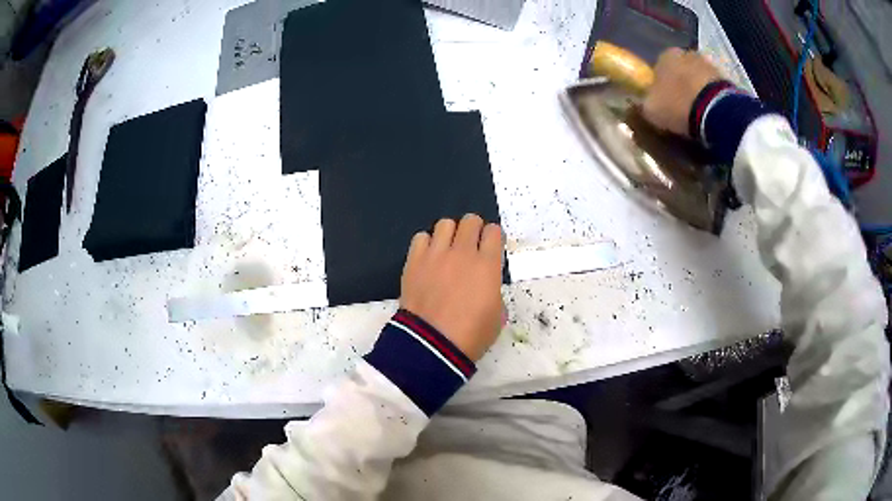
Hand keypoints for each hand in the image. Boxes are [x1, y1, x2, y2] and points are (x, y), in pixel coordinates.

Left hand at [400, 214, 503, 361]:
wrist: (432, 344)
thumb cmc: (471, 335)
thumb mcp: (497, 317)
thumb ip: (494, 294)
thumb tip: (487, 289)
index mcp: (488, 266)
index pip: (494, 232)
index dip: (494, 236)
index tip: (491, 246)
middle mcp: (463, 253)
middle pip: (470, 221)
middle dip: (474, 229)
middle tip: (471, 245)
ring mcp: (436, 255)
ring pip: (445, 224)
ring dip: (450, 233)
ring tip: (448, 248)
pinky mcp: (414, 261)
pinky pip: (421, 237)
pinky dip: (427, 244)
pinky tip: (429, 258)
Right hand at [642, 48, 721, 136]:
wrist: (714, 110)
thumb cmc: (677, 104)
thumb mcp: (651, 109)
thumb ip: (644, 103)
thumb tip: (640, 102)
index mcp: (664, 55)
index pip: (658, 67)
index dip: (660, 84)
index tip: (663, 100)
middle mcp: (686, 53)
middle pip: (680, 70)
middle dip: (680, 84)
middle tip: (681, 106)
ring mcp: (708, 64)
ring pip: (698, 77)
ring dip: (697, 90)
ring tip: (698, 111)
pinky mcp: (726, 78)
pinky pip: (713, 88)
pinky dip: (711, 97)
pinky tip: (710, 112)